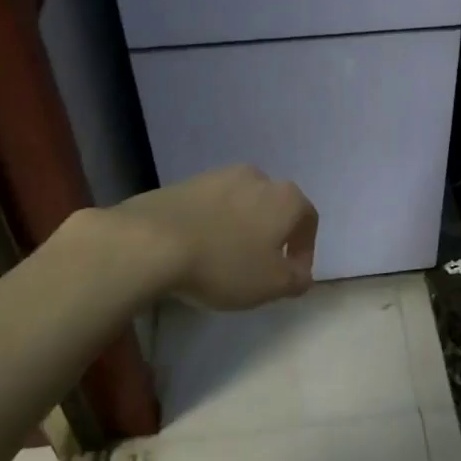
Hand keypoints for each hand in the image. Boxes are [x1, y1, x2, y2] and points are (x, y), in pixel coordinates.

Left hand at [114, 164, 317, 309]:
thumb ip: (296, 280)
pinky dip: (212, 224)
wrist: (151, 241)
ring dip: (240, 228)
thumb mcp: (271, 285)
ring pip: (241, 204)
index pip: (308, 219)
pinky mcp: (184, 183)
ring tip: (225, 259)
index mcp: (285, 197)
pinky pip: (210, 206)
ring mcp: (218, 176)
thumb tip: (302, 273)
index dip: (305, 250)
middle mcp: (257, 177)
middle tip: (260, 266)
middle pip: (274, 207)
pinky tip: (198, 248)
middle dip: (272, 235)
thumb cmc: (224, 264)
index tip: (291, 275)